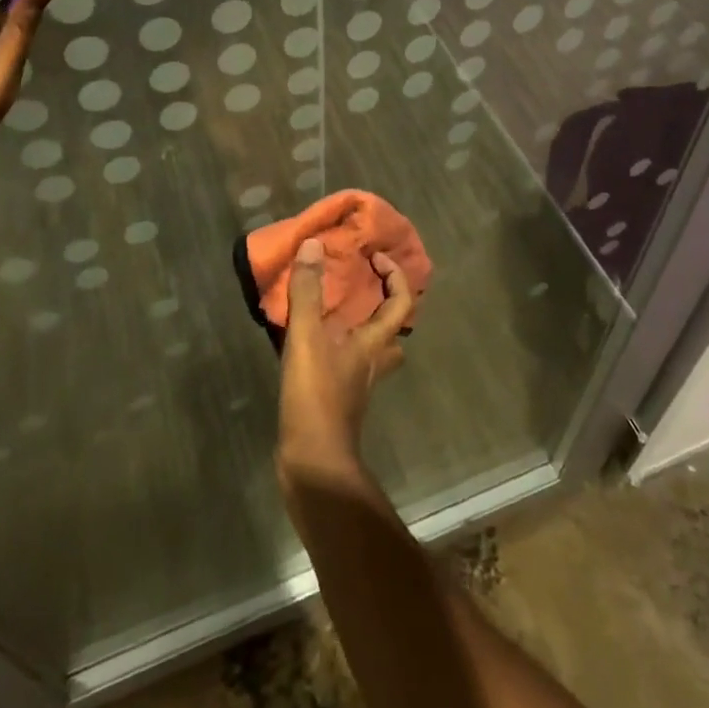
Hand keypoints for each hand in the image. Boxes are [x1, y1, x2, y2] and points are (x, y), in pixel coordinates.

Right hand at [277, 240, 416, 483]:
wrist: (313, 463)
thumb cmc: (317, 396)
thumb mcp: (307, 337)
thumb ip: (308, 291)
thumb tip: (314, 244)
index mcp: (375, 343)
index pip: (401, 302)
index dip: (395, 276)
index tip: (375, 257)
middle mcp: (374, 362)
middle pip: (393, 330)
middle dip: (383, 305)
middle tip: (361, 285)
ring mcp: (358, 384)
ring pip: (371, 348)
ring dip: (360, 327)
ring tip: (333, 309)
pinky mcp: (340, 400)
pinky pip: (347, 362)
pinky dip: (336, 346)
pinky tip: (310, 342)